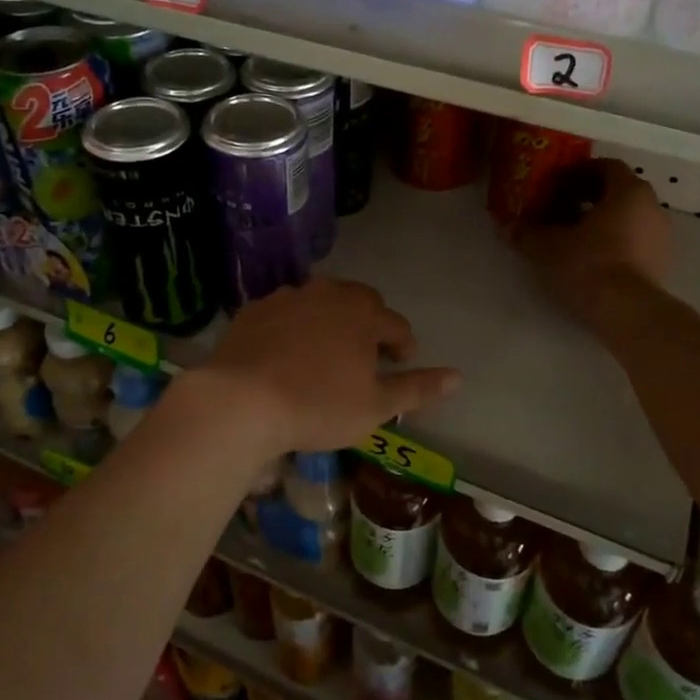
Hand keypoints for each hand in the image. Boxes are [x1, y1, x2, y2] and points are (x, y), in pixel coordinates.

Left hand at [186, 278, 460, 456]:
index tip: (400, 362)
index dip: (403, 344)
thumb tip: (459, 377)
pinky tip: (285, 350)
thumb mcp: (375, 406)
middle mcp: (329, 293)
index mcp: (363, 314)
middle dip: (369, 323)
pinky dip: (293, 325)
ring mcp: (288, 296)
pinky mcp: (255, 308)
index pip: (396, 324)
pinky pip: (285, 311)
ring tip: (325, 350)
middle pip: (360, 301)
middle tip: (365, 353)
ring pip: (321, 301)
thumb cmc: (318, 405)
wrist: (240, 400)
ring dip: (330, 319)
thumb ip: (417, 388)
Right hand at [513, 157, 670, 314]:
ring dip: (602, 220)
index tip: (557, 184)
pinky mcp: (662, 263)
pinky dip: (615, 241)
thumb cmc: (589, 264)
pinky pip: (636, 240)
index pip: (606, 166)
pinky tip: (592, 258)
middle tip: (560, 208)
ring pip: (628, 216)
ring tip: (573, 236)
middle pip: (619, 191)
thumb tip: (505, 226)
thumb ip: (526, 232)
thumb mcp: (547, 247)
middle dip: (589, 197)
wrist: (628, 312)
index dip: (579, 172)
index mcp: (629, 191)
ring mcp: (662, 236)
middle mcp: (652, 207)